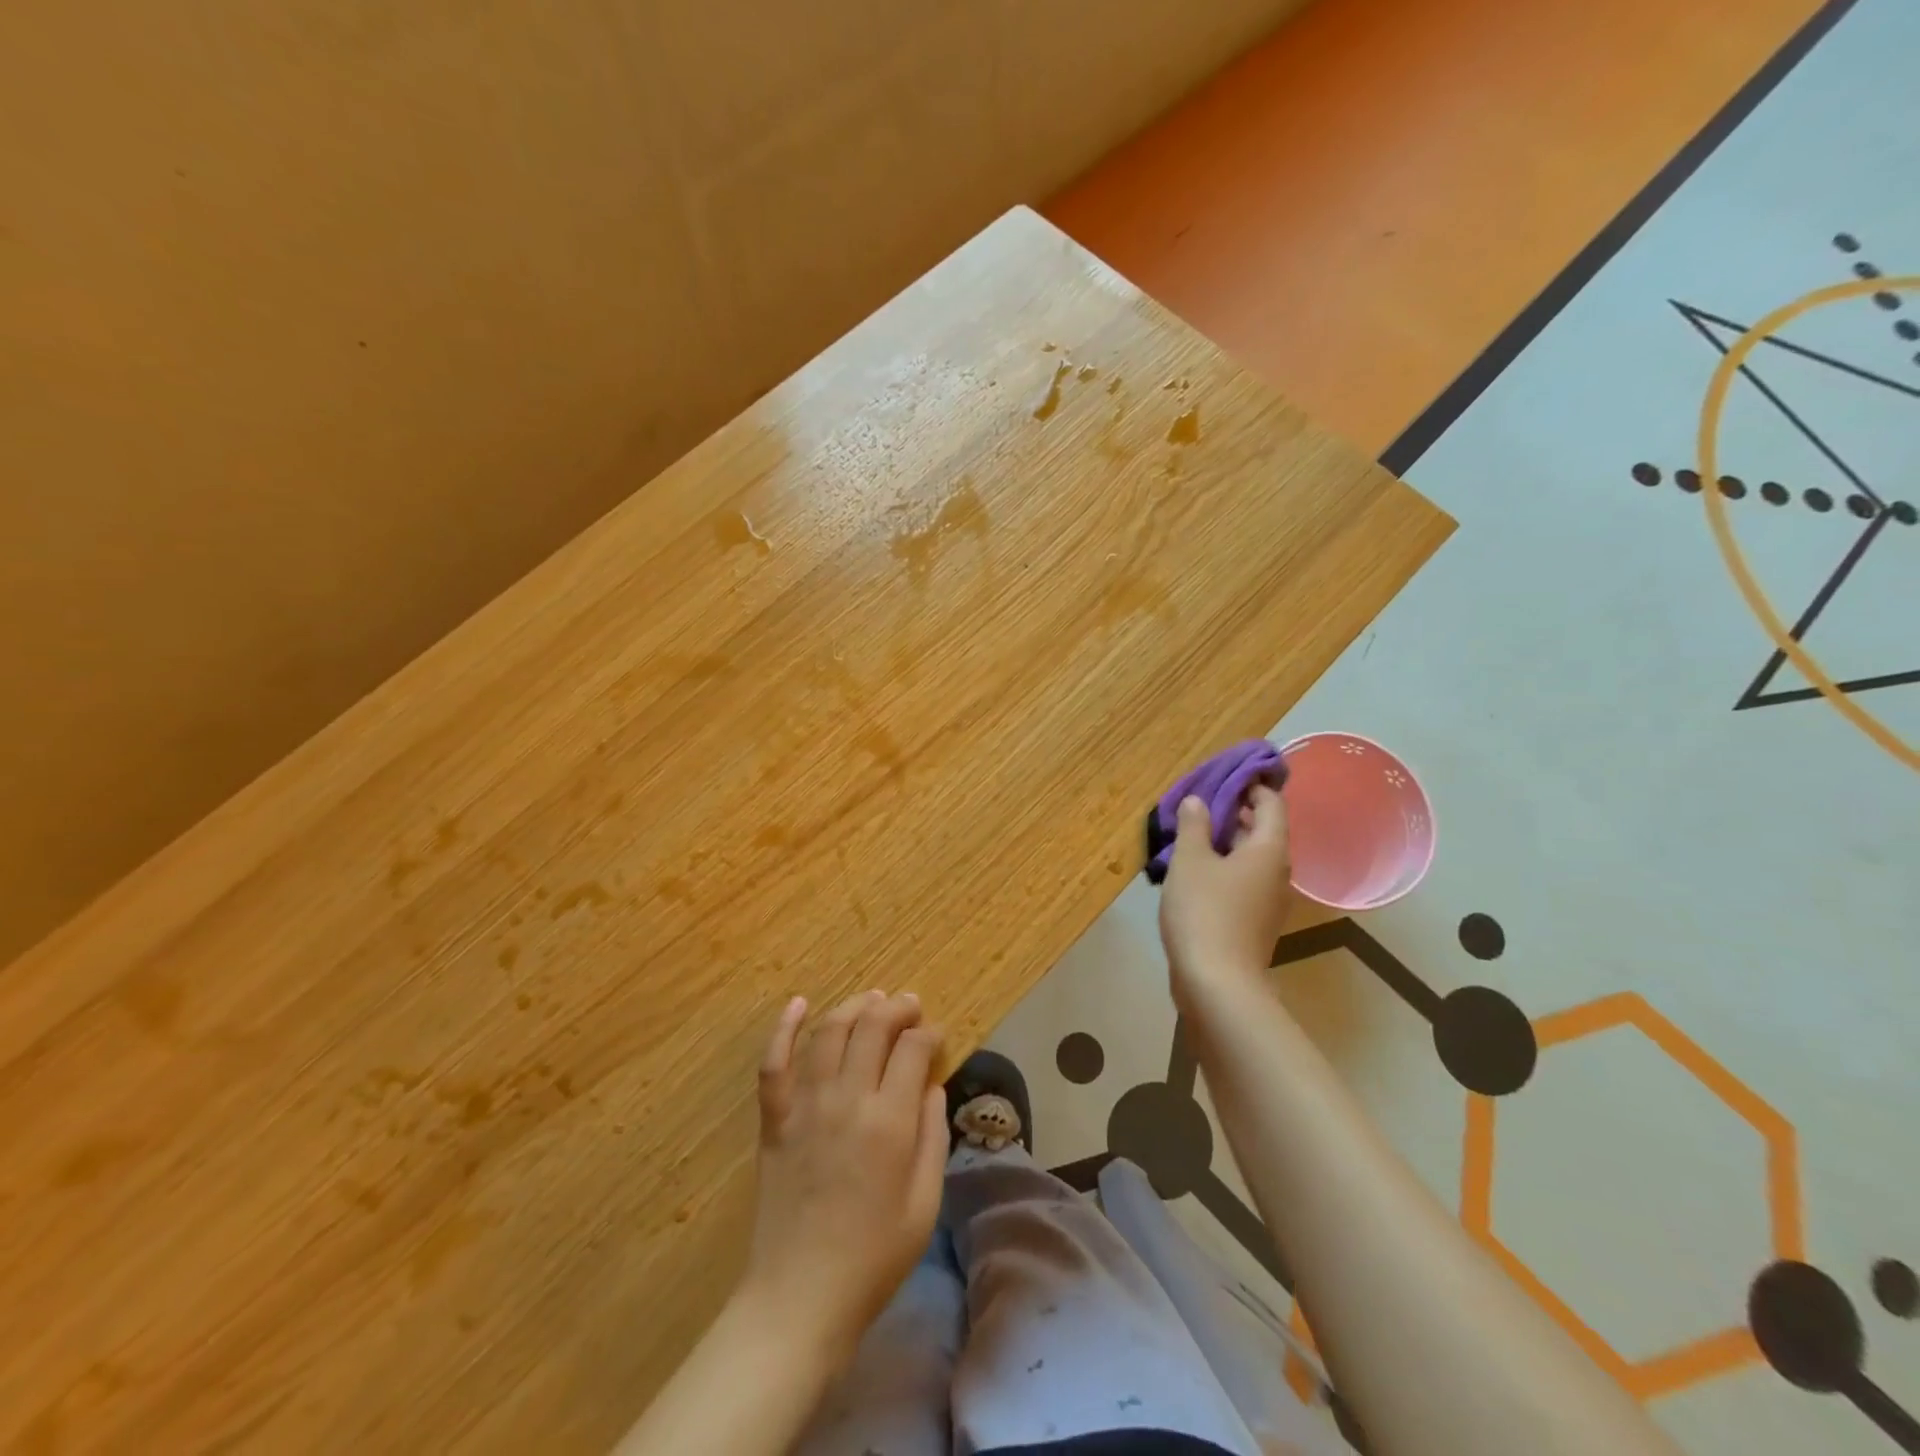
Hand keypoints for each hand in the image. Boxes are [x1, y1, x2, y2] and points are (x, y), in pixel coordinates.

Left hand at [740, 991, 947, 1363]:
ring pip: (829, 1032)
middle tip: (910, 1006)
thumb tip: (931, 1088)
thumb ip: (932, 1137)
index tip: (936, 1037)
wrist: (799, 1297)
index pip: (912, 1049)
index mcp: (889, 1121)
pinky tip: (798, 1003)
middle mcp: (847, 1099)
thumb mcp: (924, 1204)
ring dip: (854, 1007)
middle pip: (872, 1027)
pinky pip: (775, 1062)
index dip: (928, 1033)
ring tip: (872, 999)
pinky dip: (785, 1027)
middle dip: (897, 1008)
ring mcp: (805, 1105)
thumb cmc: (873, 1258)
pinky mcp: (775, 1119)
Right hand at [1158, 784, 1291, 1005]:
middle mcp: (1277, 872)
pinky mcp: (1255, 922)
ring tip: (1194, 832)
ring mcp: (1269, 901)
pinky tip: (1197, 871)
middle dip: (1236, 812)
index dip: (1252, 785)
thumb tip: (1198, 801)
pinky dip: (1226, 868)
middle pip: (1264, 830)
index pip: (1272, 803)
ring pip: (1253, 858)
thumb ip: (1194, 826)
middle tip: (1202, 801)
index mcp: (1269, 849)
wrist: (1217, 983)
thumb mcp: (1190, 861)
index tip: (1227, 774)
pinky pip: (1245, 881)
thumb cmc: (1204, 911)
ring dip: (1229, 842)